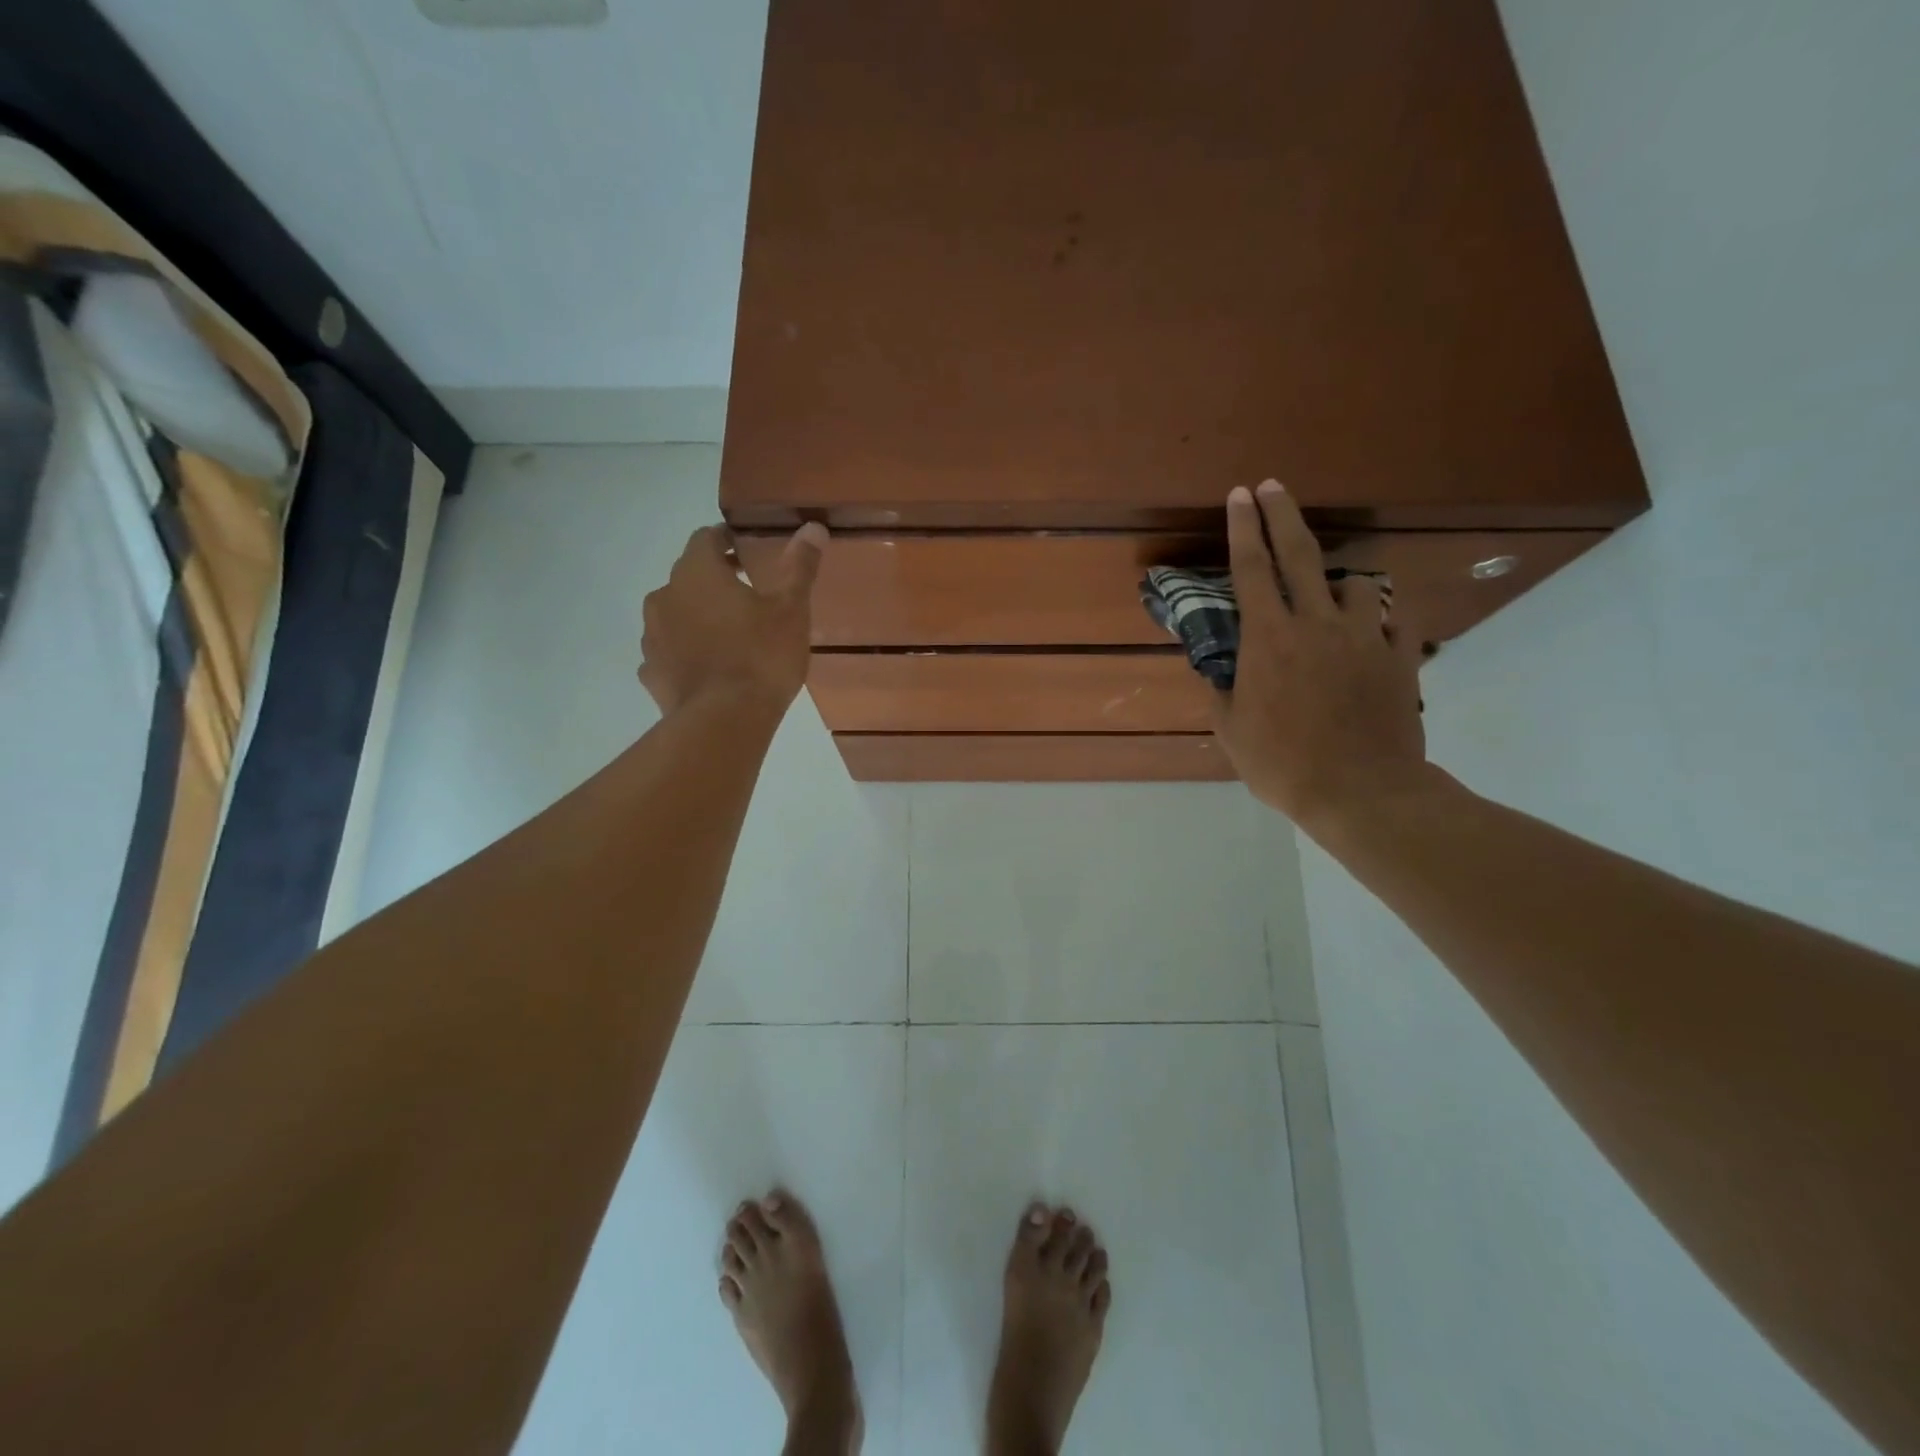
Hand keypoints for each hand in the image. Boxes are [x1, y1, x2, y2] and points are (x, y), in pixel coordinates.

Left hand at [638, 522, 826, 715]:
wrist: (724, 721)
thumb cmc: (762, 656)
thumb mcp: (791, 609)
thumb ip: (799, 566)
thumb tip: (813, 527)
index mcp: (697, 573)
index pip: (705, 539)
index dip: (725, 541)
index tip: (745, 553)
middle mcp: (665, 596)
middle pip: (687, 577)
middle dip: (714, 581)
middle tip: (747, 597)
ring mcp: (652, 637)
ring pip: (675, 615)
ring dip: (697, 617)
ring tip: (729, 637)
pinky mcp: (651, 672)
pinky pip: (668, 652)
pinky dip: (685, 653)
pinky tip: (708, 669)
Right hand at [1213, 481, 1430, 829]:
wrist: (1360, 792)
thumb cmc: (1282, 764)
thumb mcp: (1231, 731)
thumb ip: (1222, 691)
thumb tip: (1220, 671)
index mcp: (1268, 638)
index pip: (1250, 569)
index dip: (1242, 528)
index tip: (1238, 496)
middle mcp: (1316, 623)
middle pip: (1300, 553)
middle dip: (1283, 514)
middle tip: (1273, 487)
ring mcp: (1363, 636)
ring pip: (1355, 582)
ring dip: (1338, 583)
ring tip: (1332, 598)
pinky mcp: (1400, 656)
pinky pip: (1394, 618)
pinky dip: (1381, 617)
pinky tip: (1374, 630)